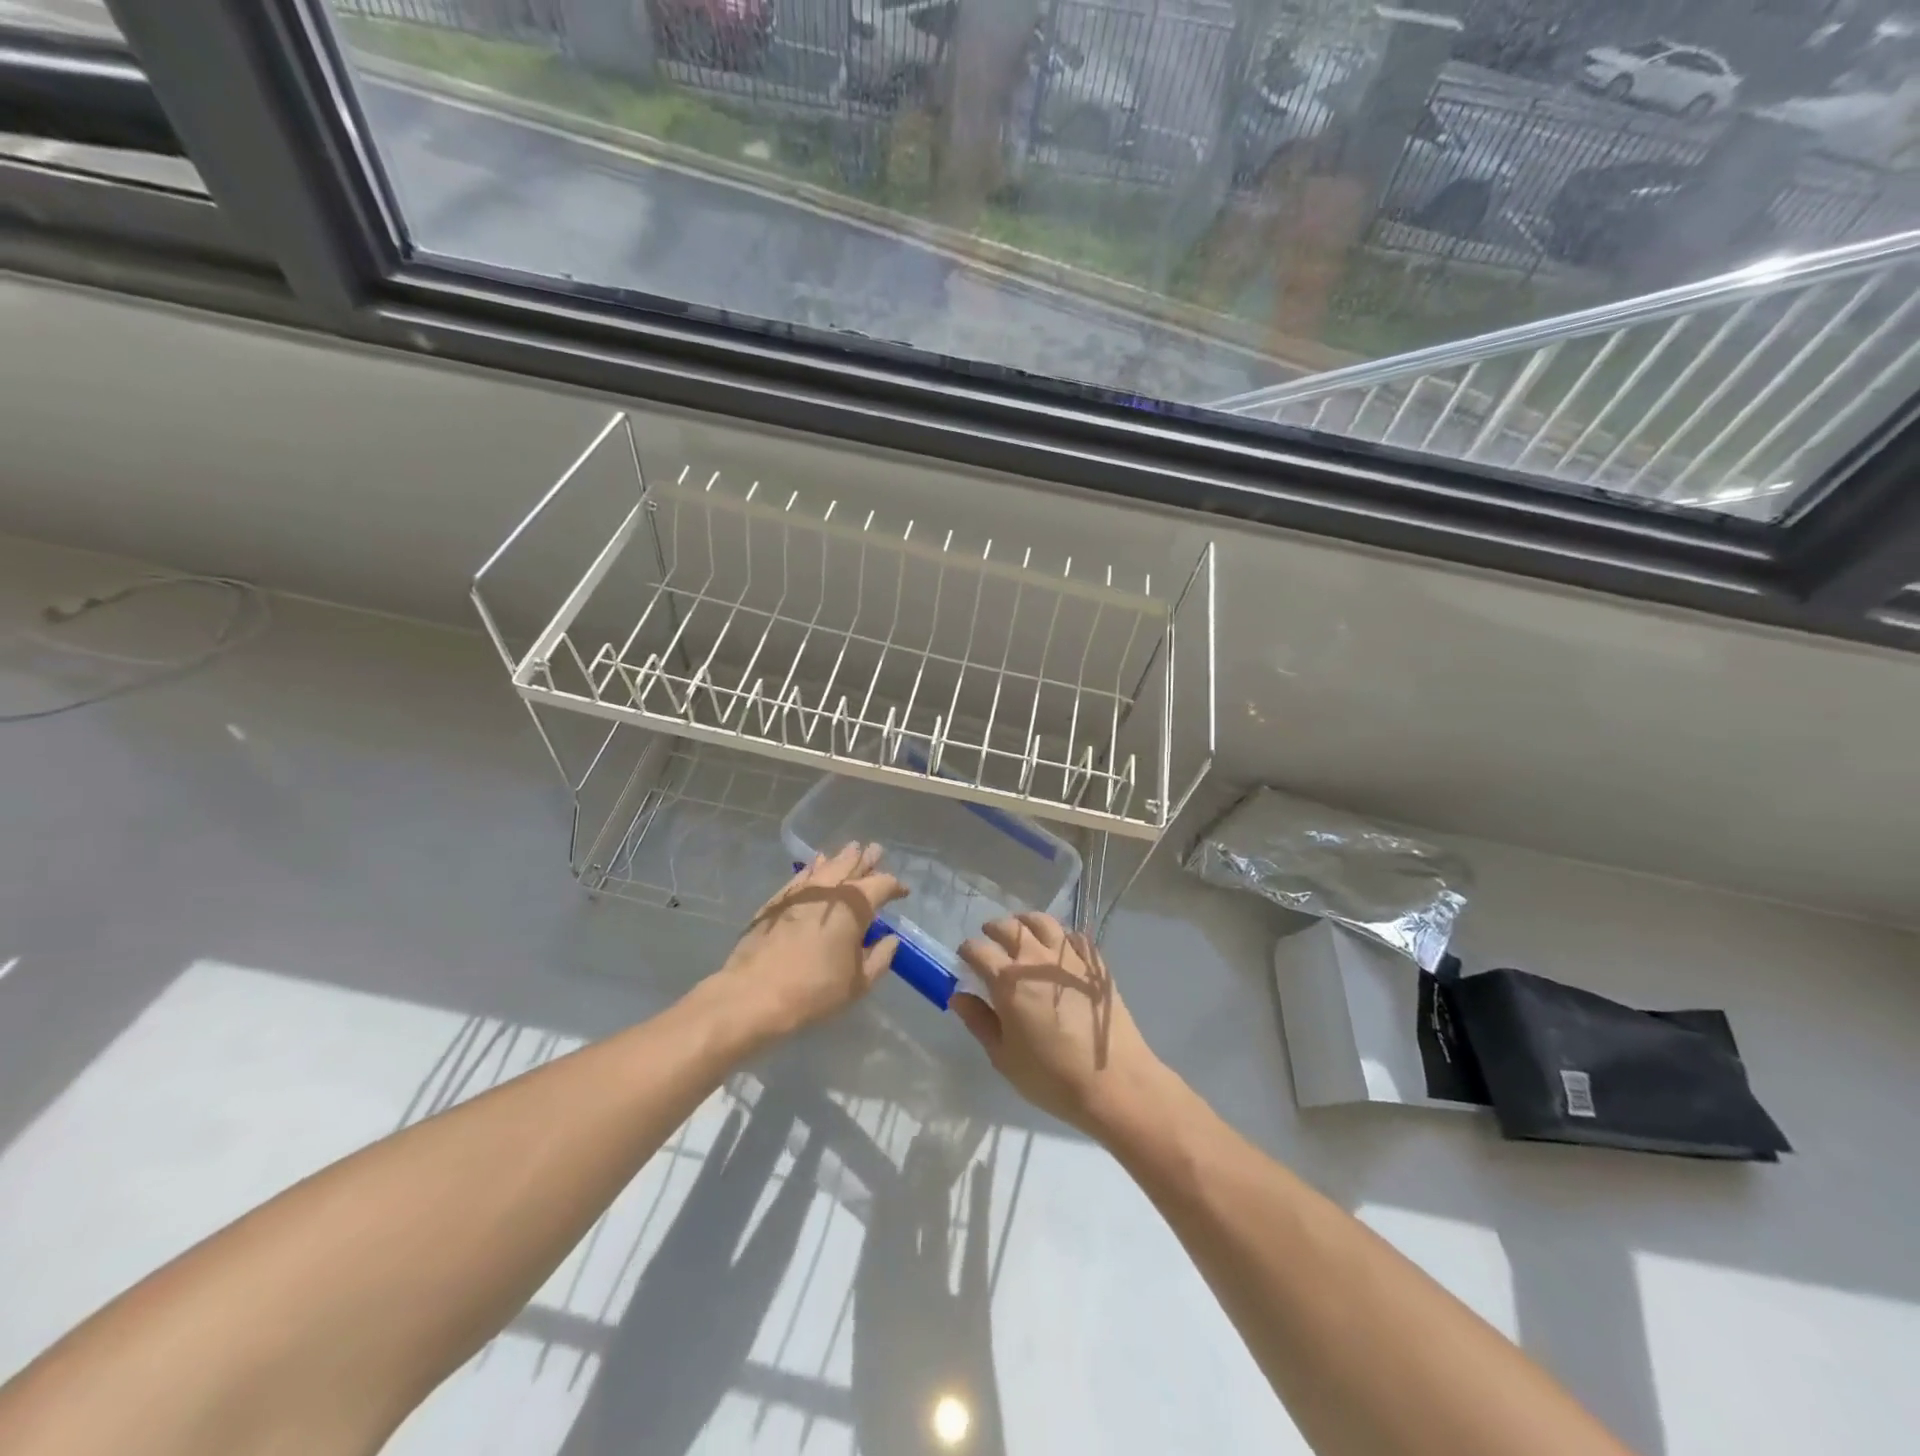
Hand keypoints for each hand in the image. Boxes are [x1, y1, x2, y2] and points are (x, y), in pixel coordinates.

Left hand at [707, 842, 906, 1038]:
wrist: (754, 994)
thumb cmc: (814, 990)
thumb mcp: (858, 982)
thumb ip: (880, 957)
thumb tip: (890, 939)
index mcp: (854, 905)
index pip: (882, 885)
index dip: (895, 886)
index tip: (902, 892)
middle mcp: (829, 889)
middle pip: (852, 865)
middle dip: (867, 860)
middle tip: (876, 851)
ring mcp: (800, 891)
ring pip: (826, 865)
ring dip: (841, 858)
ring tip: (851, 850)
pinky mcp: (777, 899)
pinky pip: (802, 875)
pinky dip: (813, 868)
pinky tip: (815, 865)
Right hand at [954, 913, 1164, 1139]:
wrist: (1114, 1083)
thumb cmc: (1051, 1077)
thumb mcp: (1004, 1057)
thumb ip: (979, 1022)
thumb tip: (959, 996)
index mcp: (1008, 981)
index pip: (978, 950)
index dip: (967, 952)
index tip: (965, 961)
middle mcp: (1036, 960)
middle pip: (1008, 927)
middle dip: (993, 930)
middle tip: (990, 940)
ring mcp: (1068, 957)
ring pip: (1041, 922)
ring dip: (1025, 922)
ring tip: (1021, 932)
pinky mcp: (1093, 963)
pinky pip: (1072, 936)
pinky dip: (1058, 936)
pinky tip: (1057, 950)